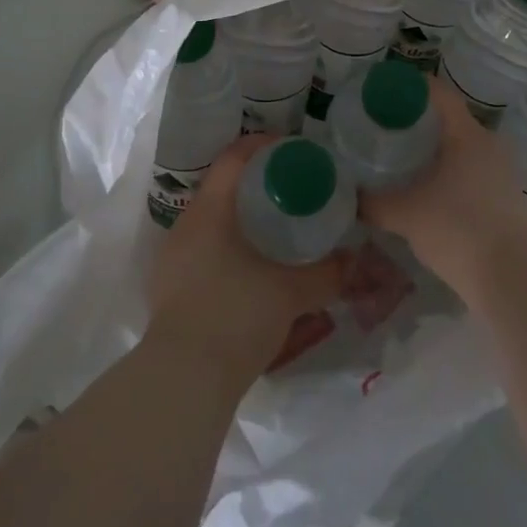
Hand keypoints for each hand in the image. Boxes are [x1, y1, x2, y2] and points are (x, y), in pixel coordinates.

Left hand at [146, 135, 346, 385]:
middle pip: (223, 188)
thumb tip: (356, 259)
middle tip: (293, 191)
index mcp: (210, 211)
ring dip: (242, 219)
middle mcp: (186, 226)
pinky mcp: (169, 288)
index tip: (293, 150)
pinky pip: (203, 250)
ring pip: (212, 222)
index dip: (264, 146)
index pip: (234, 158)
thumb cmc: (236, 316)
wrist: (183, 381)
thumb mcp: (291, 293)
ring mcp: (173, 259)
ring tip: (276, 230)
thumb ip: (328, 273)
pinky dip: (229, 247)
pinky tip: (252, 268)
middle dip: (257, 185)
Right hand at [361, 77, 526, 292]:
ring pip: (461, 149)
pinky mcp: (505, 199)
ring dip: (434, 151)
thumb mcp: (405, 214)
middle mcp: (489, 145)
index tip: (383, 90)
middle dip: (417, 122)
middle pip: (449, 121)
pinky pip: (470, 173)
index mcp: (467, 135)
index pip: (439, 94)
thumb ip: (373, 202)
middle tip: (384, 129)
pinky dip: (447, 174)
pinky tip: (426, 191)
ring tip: (401, 160)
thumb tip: (350, 197)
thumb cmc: (458, 229)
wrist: (513, 279)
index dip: (411, 86)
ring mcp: (501, 173)